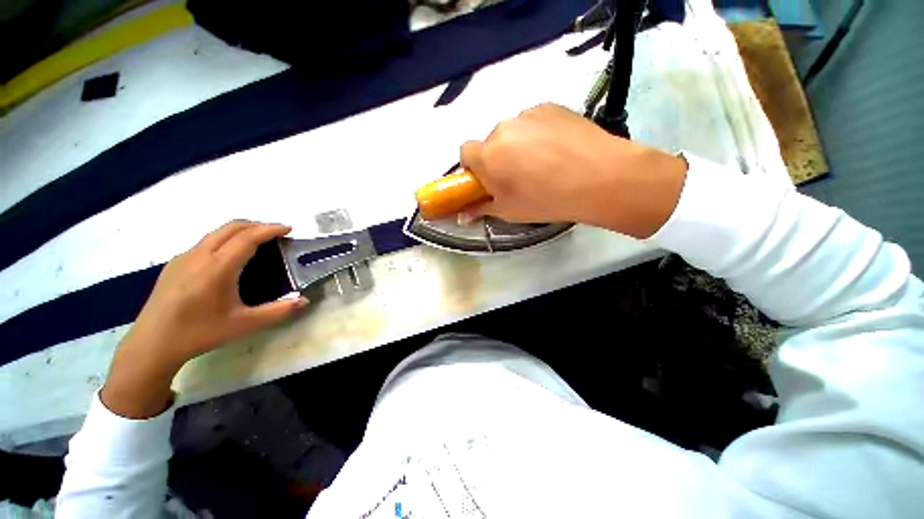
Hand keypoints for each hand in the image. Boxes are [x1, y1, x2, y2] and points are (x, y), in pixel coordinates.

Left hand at [101, 221, 307, 417]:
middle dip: (257, 224)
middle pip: (231, 227)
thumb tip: (305, 300)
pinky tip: (230, 257)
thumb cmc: (200, 333)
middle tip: (277, 233)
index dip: (270, 229)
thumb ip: (278, 311)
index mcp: (218, 268)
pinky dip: (226, 239)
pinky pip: (205, 242)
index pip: (247, 237)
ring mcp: (184, 258)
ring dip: (241, 230)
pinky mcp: (175, 264)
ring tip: (258, 241)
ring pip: (216, 232)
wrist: (152, 344)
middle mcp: (199, 256)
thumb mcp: (245, 325)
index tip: (288, 228)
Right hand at [460, 103, 687, 237]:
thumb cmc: (547, 200)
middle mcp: (503, 128)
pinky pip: (534, 121)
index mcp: (488, 155)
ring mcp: (529, 114)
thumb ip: (481, 208)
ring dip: (518, 145)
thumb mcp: (509, 211)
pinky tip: (558, 149)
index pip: (465, 152)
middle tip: (519, 176)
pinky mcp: (551, 105)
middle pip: (490, 142)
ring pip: (513, 131)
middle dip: (498, 157)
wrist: (601, 178)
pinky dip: (538, 134)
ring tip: (544, 164)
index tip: (488, 180)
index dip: (474, 167)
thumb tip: (461, 215)